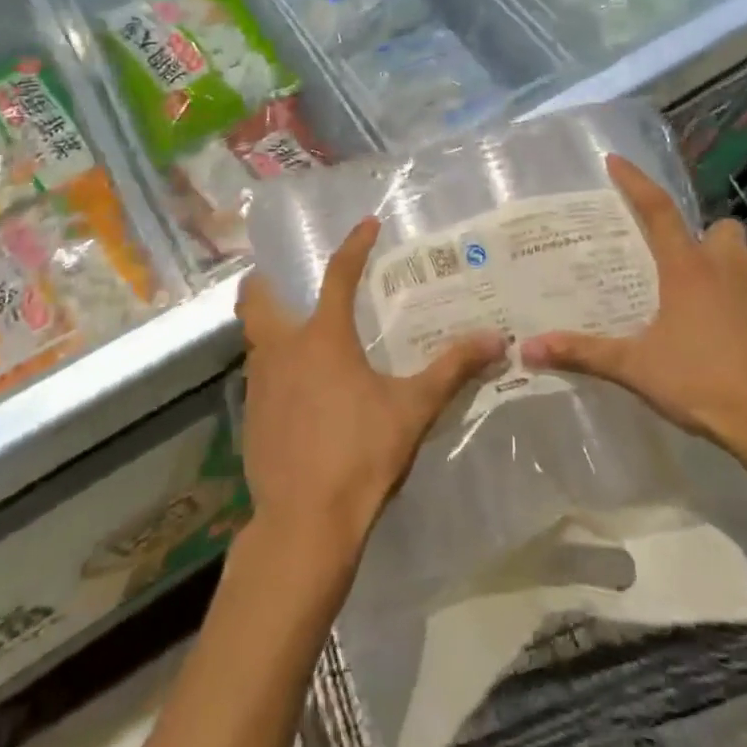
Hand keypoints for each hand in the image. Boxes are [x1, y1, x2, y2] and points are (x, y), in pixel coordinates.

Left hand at [235, 218, 501, 566]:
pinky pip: (257, 375)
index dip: (354, 246)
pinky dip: (272, 367)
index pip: (338, 275)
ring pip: (253, 338)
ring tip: (296, 334)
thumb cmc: (360, 454)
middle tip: (286, 279)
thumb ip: (452, 370)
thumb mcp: (413, 409)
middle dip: (266, 282)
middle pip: (257, 299)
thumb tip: (496, 340)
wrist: (304, 522)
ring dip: (268, 326)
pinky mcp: (251, 417)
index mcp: (322, 337)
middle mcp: (282, 349)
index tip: (367, 224)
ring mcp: (259, 383)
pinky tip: (296, 390)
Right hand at [521, 155, 746, 465]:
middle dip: (698, 234)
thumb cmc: (703, 383)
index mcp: (688, 269)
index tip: (615, 161)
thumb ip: (583, 353)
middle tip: (672, 258)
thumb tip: (527, 349)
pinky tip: (722, 329)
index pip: (658, 210)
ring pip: (742, 256)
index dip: (635, 182)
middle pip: (717, 229)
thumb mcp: (635, 368)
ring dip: (722, 262)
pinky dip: (738, 296)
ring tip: (695, 291)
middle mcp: (726, 269)